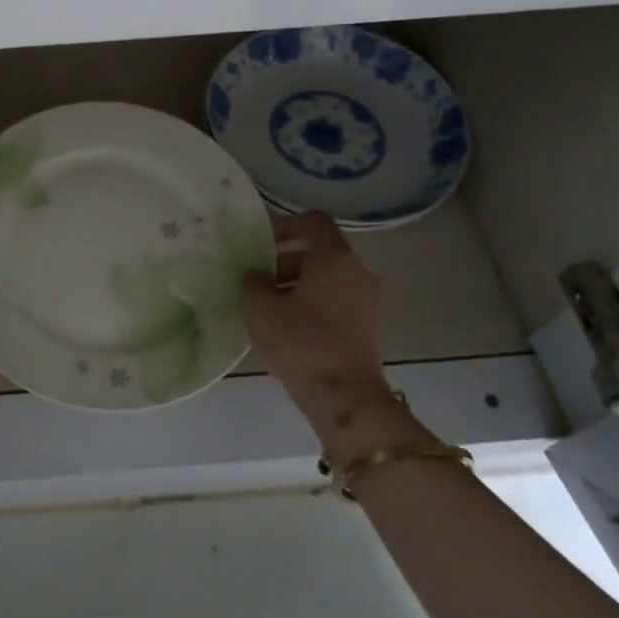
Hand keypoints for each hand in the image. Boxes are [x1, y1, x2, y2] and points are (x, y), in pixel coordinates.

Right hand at [245, 212, 407, 455]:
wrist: (344, 396)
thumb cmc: (301, 341)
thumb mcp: (261, 307)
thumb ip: (253, 281)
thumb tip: (254, 274)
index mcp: (335, 257)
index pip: (314, 221)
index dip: (285, 225)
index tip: (261, 242)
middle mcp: (357, 271)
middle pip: (319, 251)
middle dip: (284, 260)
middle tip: (256, 278)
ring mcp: (366, 299)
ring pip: (326, 278)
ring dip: (295, 284)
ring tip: (265, 305)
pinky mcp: (365, 325)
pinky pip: (334, 299)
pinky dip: (310, 302)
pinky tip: (284, 324)